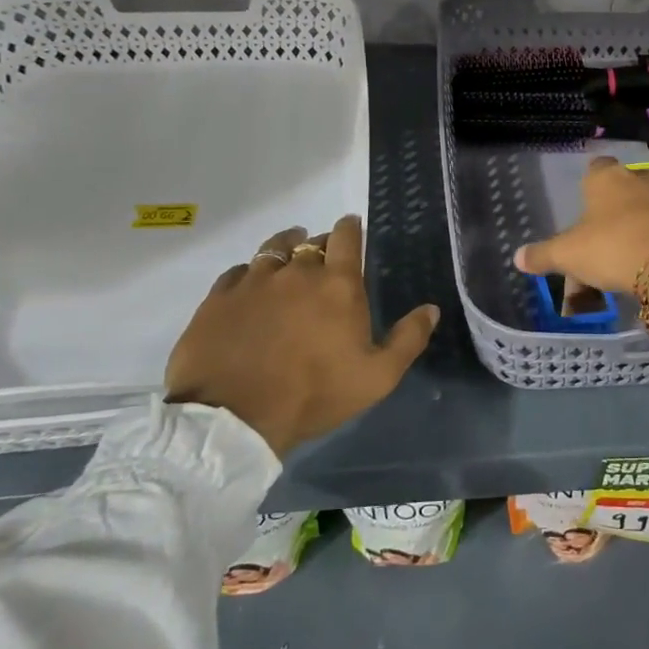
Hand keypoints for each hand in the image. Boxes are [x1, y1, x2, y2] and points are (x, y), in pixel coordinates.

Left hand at [165, 217, 439, 456]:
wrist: (234, 419)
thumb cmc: (315, 395)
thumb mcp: (377, 377)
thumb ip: (408, 339)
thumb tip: (431, 308)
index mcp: (337, 284)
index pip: (346, 236)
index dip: (350, 228)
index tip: (352, 228)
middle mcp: (296, 271)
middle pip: (310, 242)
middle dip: (320, 245)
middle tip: (323, 261)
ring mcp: (253, 281)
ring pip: (272, 249)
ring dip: (284, 249)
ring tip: (286, 258)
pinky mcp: (218, 298)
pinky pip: (237, 272)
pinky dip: (248, 276)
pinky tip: (249, 289)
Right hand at [513, 158, 648, 342]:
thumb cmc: (611, 248)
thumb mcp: (568, 255)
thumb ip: (542, 255)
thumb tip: (517, 258)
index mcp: (606, 177)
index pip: (596, 167)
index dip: (590, 185)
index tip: (585, 207)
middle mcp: (639, 177)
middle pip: (623, 185)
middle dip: (615, 205)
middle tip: (603, 236)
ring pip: (648, 203)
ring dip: (639, 220)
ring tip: (628, 250)